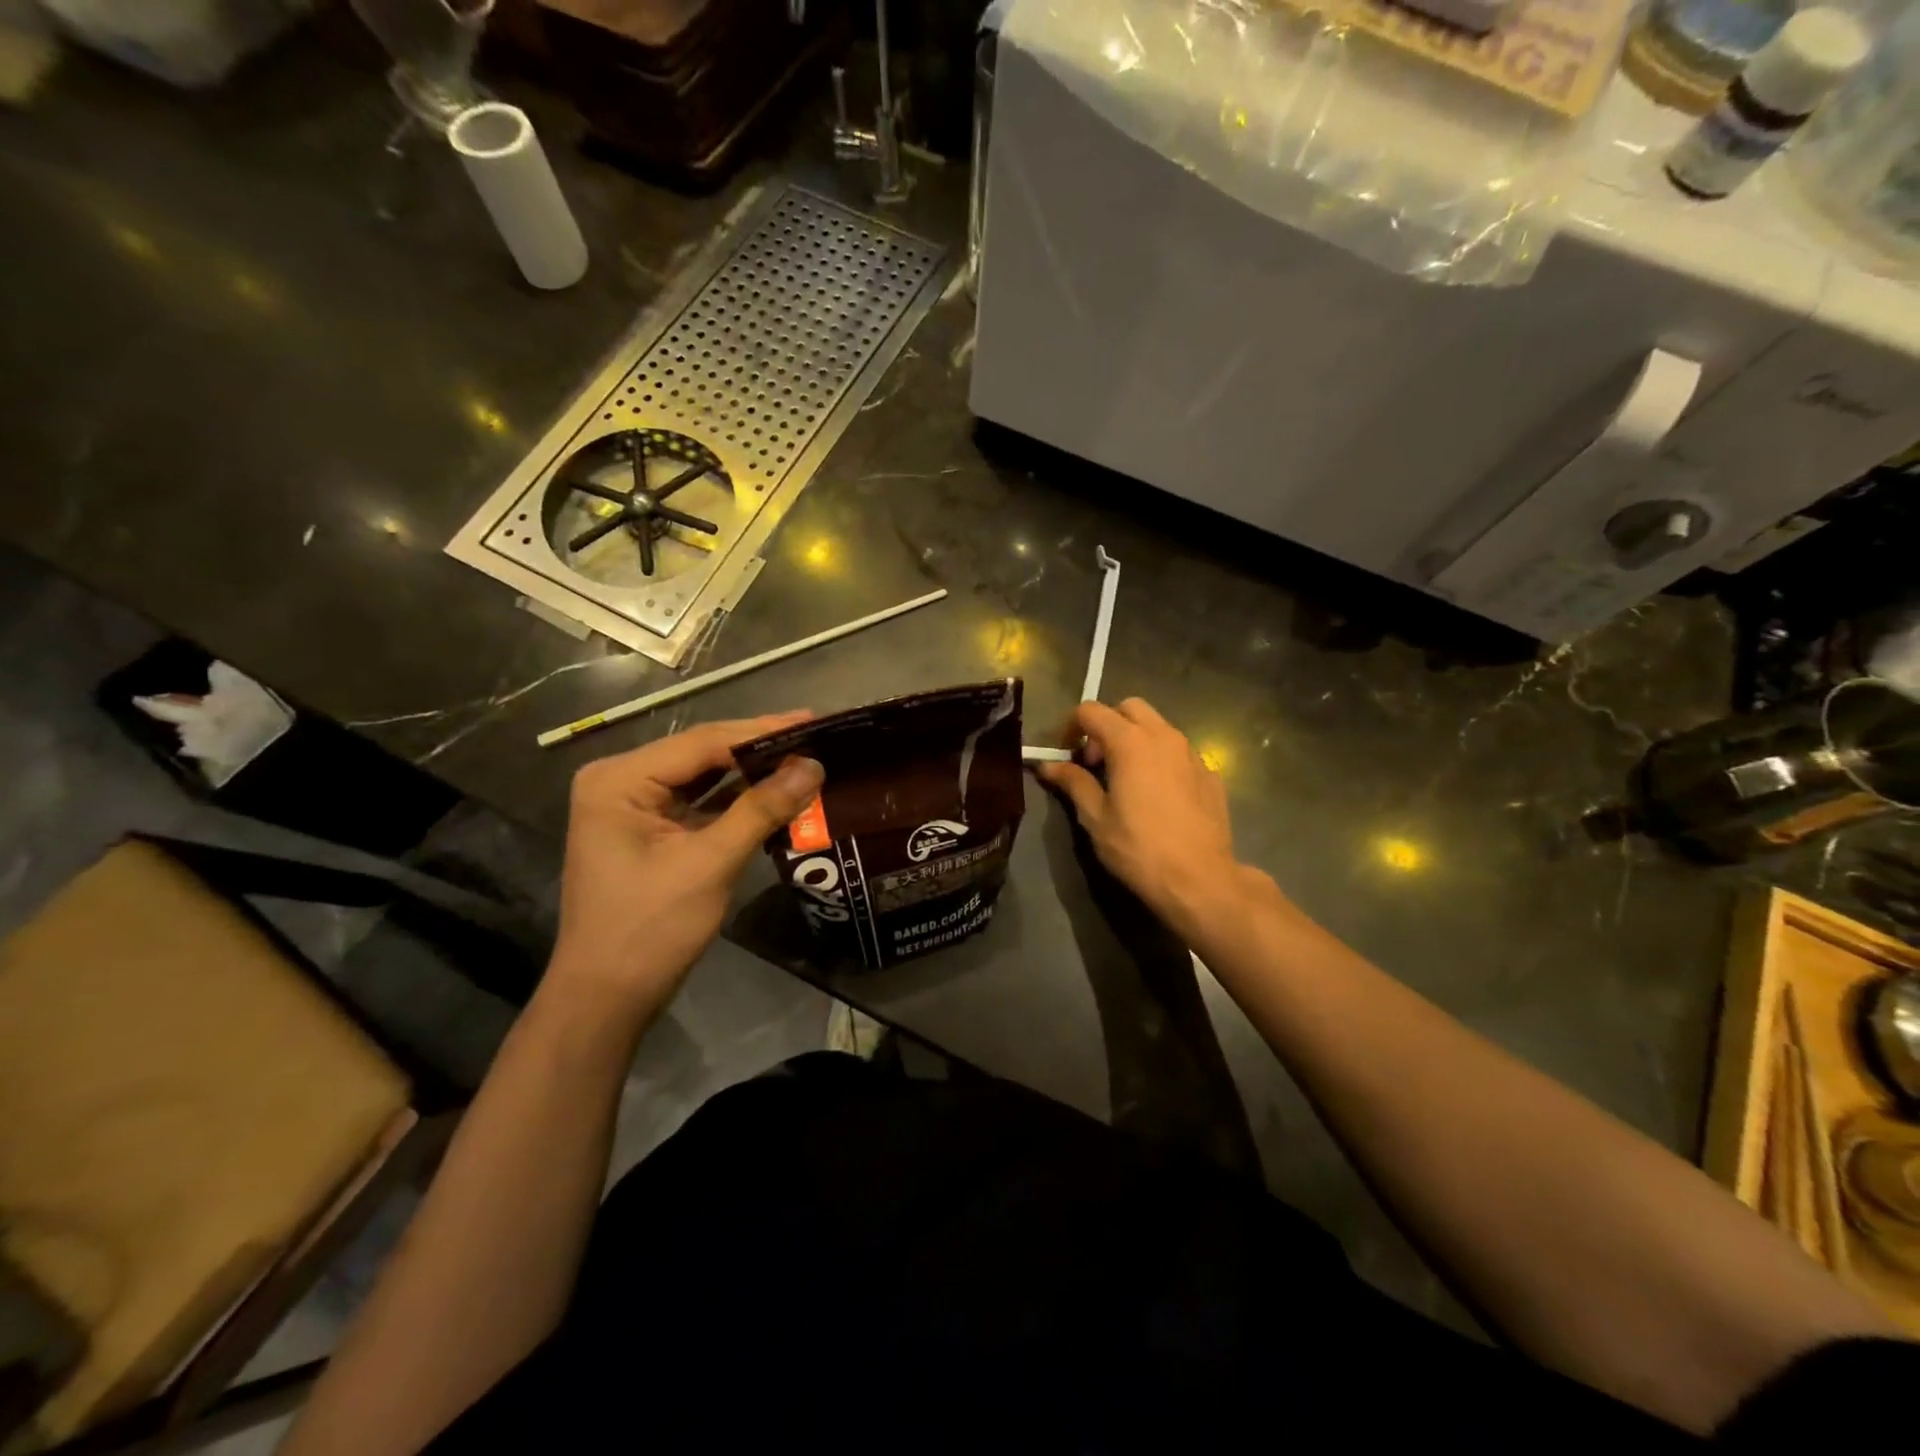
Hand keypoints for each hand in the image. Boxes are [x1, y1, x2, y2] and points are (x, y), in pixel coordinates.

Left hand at [547, 713, 823, 1021]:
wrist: (607, 998)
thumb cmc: (650, 929)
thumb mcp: (710, 864)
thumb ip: (761, 809)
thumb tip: (812, 766)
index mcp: (619, 779)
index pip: (702, 742)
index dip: (762, 731)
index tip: (814, 720)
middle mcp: (621, 781)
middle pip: (703, 754)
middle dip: (759, 749)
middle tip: (817, 735)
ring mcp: (634, 806)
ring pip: (704, 777)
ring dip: (752, 773)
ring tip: (805, 757)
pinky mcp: (649, 830)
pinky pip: (700, 803)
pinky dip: (737, 801)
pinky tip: (777, 792)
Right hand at [1036, 698, 1247, 933]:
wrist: (1200, 879)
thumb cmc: (1139, 848)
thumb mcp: (1095, 818)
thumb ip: (1073, 782)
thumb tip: (1048, 765)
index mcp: (1131, 742)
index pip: (1092, 711)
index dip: (1071, 725)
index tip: (1064, 751)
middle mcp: (1164, 737)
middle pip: (1130, 708)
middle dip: (1107, 724)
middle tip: (1096, 761)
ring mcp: (1192, 754)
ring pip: (1159, 727)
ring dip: (1136, 739)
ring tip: (1126, 777)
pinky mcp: (1211, 774)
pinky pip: (1179, 752)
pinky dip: (1161, 759)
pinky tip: (1157, 795)